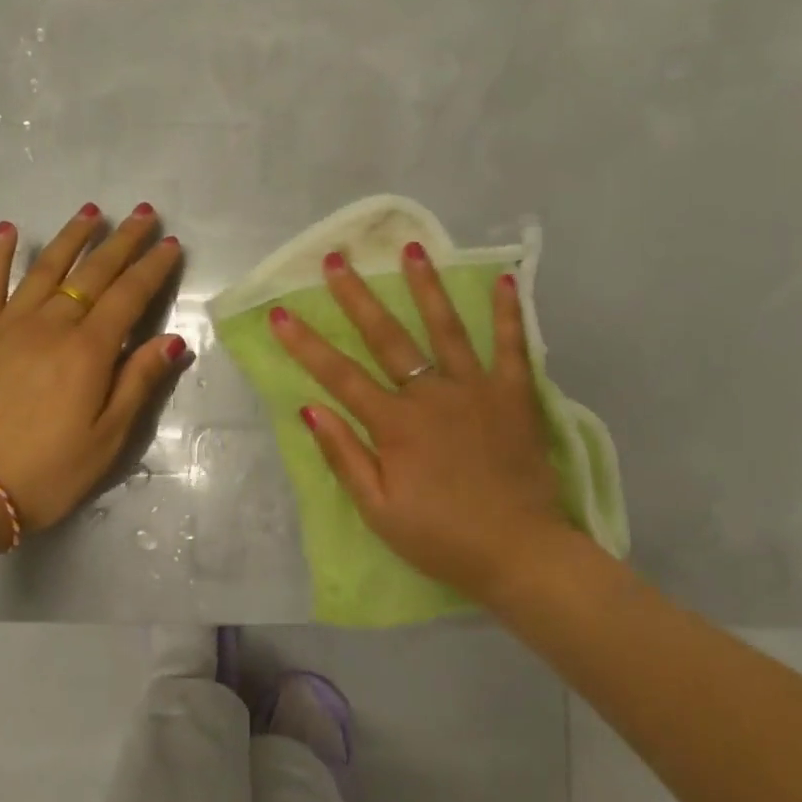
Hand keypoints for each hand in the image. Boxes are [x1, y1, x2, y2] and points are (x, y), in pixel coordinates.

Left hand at [0, 203, 188, 532]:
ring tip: (91, 211)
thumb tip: (172, 339)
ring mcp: (7, 326)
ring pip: (46, 269)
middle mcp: (51, 325)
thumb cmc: (47, 472)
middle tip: (141, 212)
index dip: (153, 267)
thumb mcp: (108, 438)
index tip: (171, 243)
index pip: (129, 296)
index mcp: (89, 351)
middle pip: (93, 273)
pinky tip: (8, 231)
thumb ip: (139, 382)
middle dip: (121, 241)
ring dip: (71, 237)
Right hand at [268, 244, 574, 601]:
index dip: (306, 344)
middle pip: (387, 337)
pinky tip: (504, 279)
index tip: (281, 313)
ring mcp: (476, 390)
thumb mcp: (379, 510)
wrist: (520, 553)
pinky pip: (512, 346)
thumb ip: (344, 456)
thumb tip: (309, 408)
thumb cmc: (442, 538)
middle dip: (356, 297)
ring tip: (411, 249)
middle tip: (336, 260)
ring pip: (446, 327)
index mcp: (395, 425)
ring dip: (425, 286)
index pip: (339, 375)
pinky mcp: (515, 396)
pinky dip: (508, 312)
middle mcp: (432, 395)